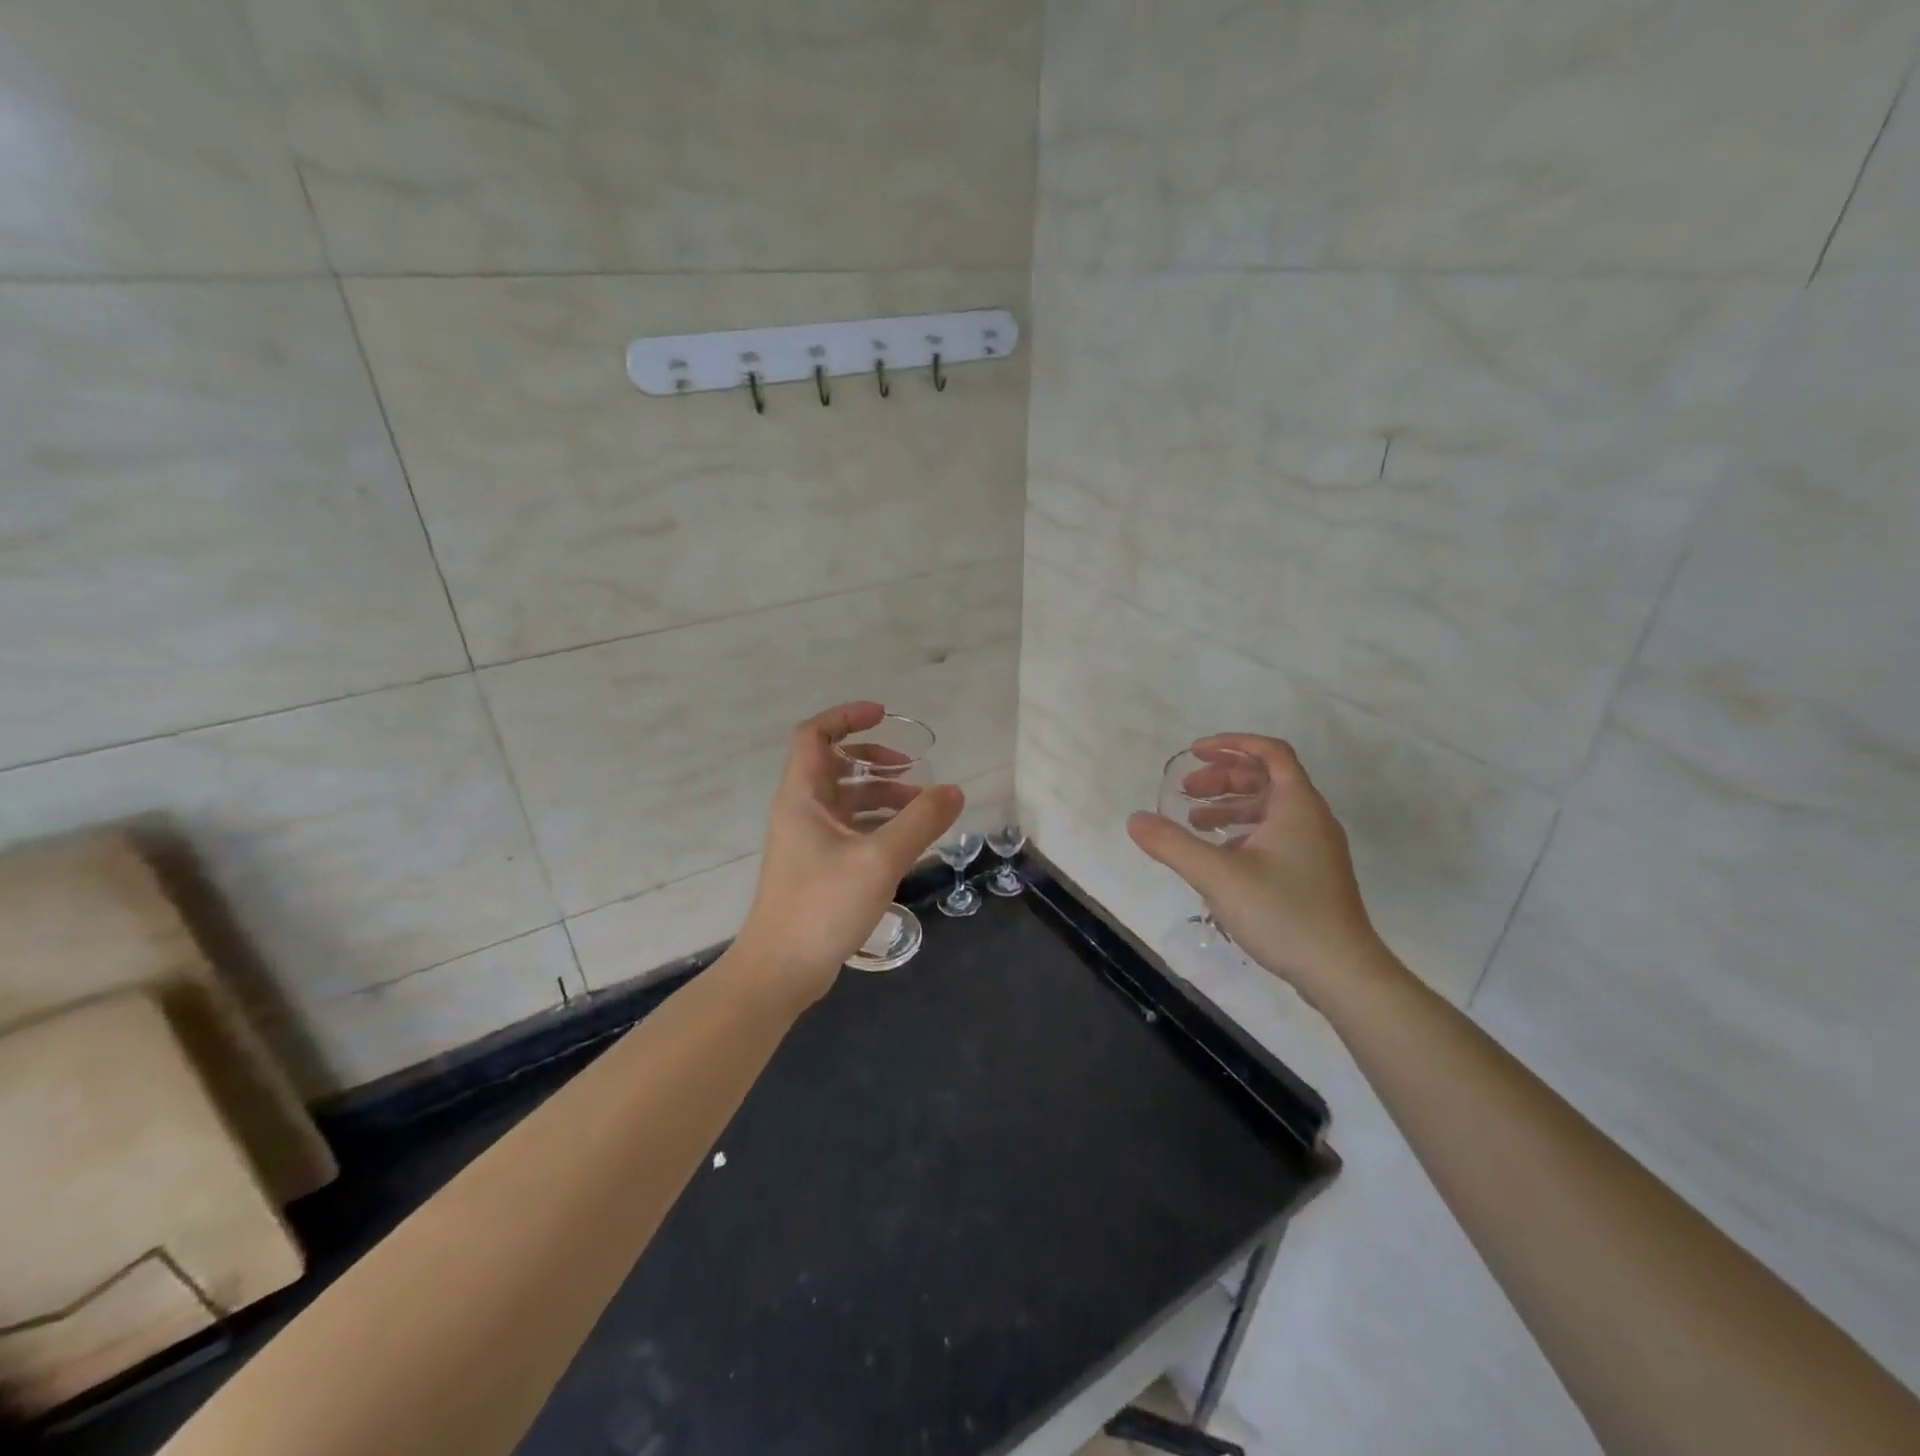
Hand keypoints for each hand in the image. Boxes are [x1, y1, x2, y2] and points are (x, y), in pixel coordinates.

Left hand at [732, 702, 962, 1007]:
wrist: (780, 970)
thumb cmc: (822, 905)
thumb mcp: (879, 859)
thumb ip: (920, 822)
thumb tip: (953, 791)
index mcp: (803, 797)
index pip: (815, 735)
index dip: (847, 718)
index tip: (885, 716)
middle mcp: (801, 811)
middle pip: (835, 766)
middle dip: (876, 761)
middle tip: (912, 771)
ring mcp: (808, 842)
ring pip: (847, 801)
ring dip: (882, 796)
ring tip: (922, 809)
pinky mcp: (818, 868)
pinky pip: (851, 830)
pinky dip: (878, 825)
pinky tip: (907, 841)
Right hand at [1127, 734, 1382, 1001]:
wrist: (1343, 973)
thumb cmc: (1282, 912)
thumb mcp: (1217, 875)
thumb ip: (1172, 844)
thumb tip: (1135, 820)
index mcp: (1297, 805)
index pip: (1269, 752)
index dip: (1230, 745)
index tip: (1194, 753)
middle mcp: (1311, 818)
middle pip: (1266, 779)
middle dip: (1222, 779)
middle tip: (1186, 791)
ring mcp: (1316, 848)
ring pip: (1269, 810)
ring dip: (1230, 807)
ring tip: (1194, 823)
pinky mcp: (1313, 874)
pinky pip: (1275, 835)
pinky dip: (1243, 833)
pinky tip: (1220, 857)